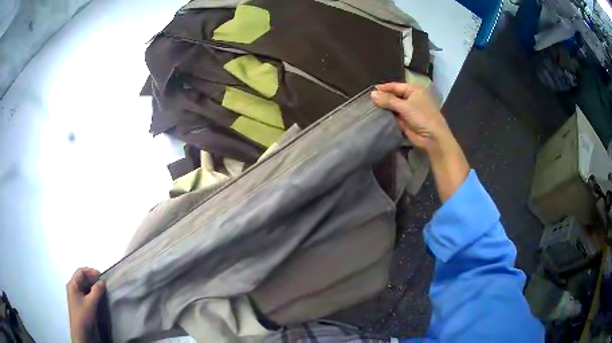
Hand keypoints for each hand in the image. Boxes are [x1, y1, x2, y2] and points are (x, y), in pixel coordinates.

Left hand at [67, 268, 104, 342]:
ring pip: (85, 287)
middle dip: (93, 279)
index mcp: (72, 284)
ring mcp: (76, 296)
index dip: (91, 271)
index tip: (102, 276)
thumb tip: (102, 281)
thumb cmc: (83, 315)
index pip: (81, 272)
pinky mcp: (80, 304)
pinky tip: (99, 298)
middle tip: (104, 283)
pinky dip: (92, 293)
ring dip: (93, 287)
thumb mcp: (91, 303)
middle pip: (82, 278)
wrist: (81, 333)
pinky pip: (86, 294)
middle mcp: (73, 288)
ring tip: (103, 290)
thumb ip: (97, 291)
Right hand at [370, 82, 449, 151]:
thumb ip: (388, 100)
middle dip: (383, 98)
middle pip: (394, 96)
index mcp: (414, 91)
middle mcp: (412, 98)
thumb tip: (372, 94)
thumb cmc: (422, 117)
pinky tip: (376, 116)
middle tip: (368, 100)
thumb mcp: (405, 106)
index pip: (396, 86)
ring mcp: (409, 110)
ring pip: (394, 106)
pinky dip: (388, 116)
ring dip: (385, 108)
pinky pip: (395, 116)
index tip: (371, 90)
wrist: (432, 139)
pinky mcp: (406, 121)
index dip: (384, 88)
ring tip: (369, 107)